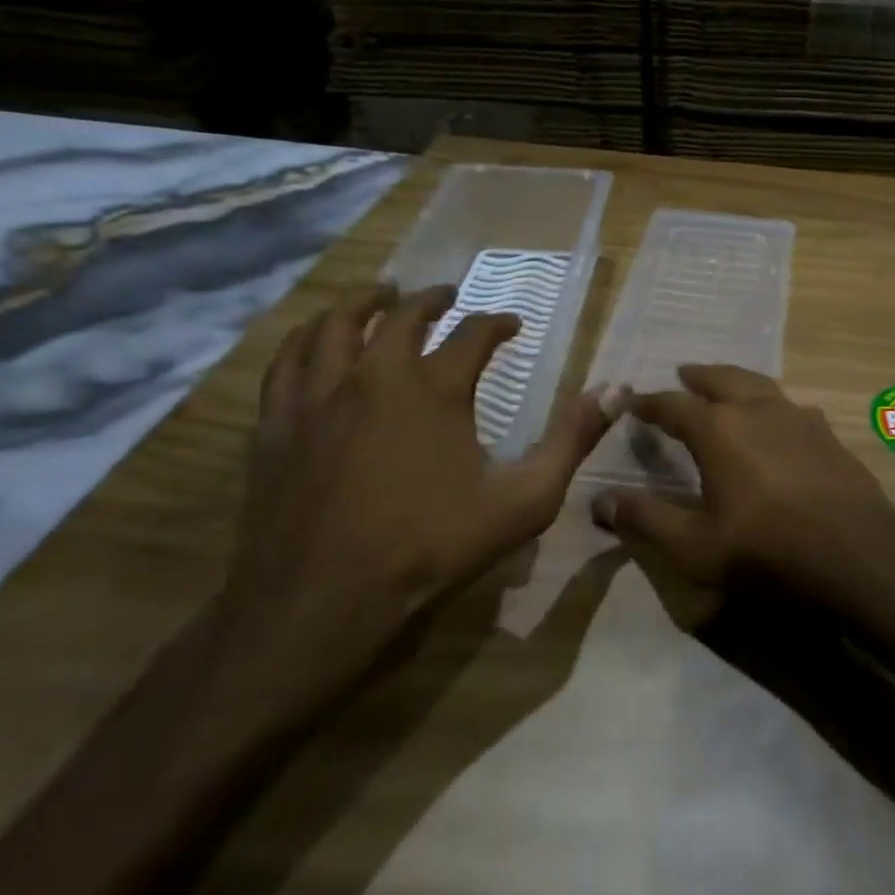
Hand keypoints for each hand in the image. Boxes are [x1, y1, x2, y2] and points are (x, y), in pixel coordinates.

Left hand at [219, 284, 610, 704]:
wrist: (323, 599)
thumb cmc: (432, 547)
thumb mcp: (525, 500)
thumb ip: (572, 440)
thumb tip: (617, 390)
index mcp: (435, 389)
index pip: (473, 334)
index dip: (497, 323)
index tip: (512, 324)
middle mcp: (375, 376)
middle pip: (401, 316)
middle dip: (429, 299)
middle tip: (445, 295)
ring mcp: (318, 397)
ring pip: (334, 325)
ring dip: (361, 303)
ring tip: (377, 296)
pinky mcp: (277, 423)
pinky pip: (287, 361)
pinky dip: (306, 338)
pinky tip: (313, 342)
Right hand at [588, 364, 894, 618]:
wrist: (855, 554)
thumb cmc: (766, 550)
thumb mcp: (694, 546)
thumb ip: (645, 519)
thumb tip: (599, 501)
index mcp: (719, 429)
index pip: (672, 405)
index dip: (649, 403)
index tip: (633, 401)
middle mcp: (757, 409)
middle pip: (722, 379)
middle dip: (699, 376)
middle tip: (683, 373)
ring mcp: (798, 417)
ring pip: (760, 385)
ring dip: (737, 382)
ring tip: (727, 387)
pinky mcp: (827, 433)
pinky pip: (790, 406)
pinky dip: (771, 405)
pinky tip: (777, 421)